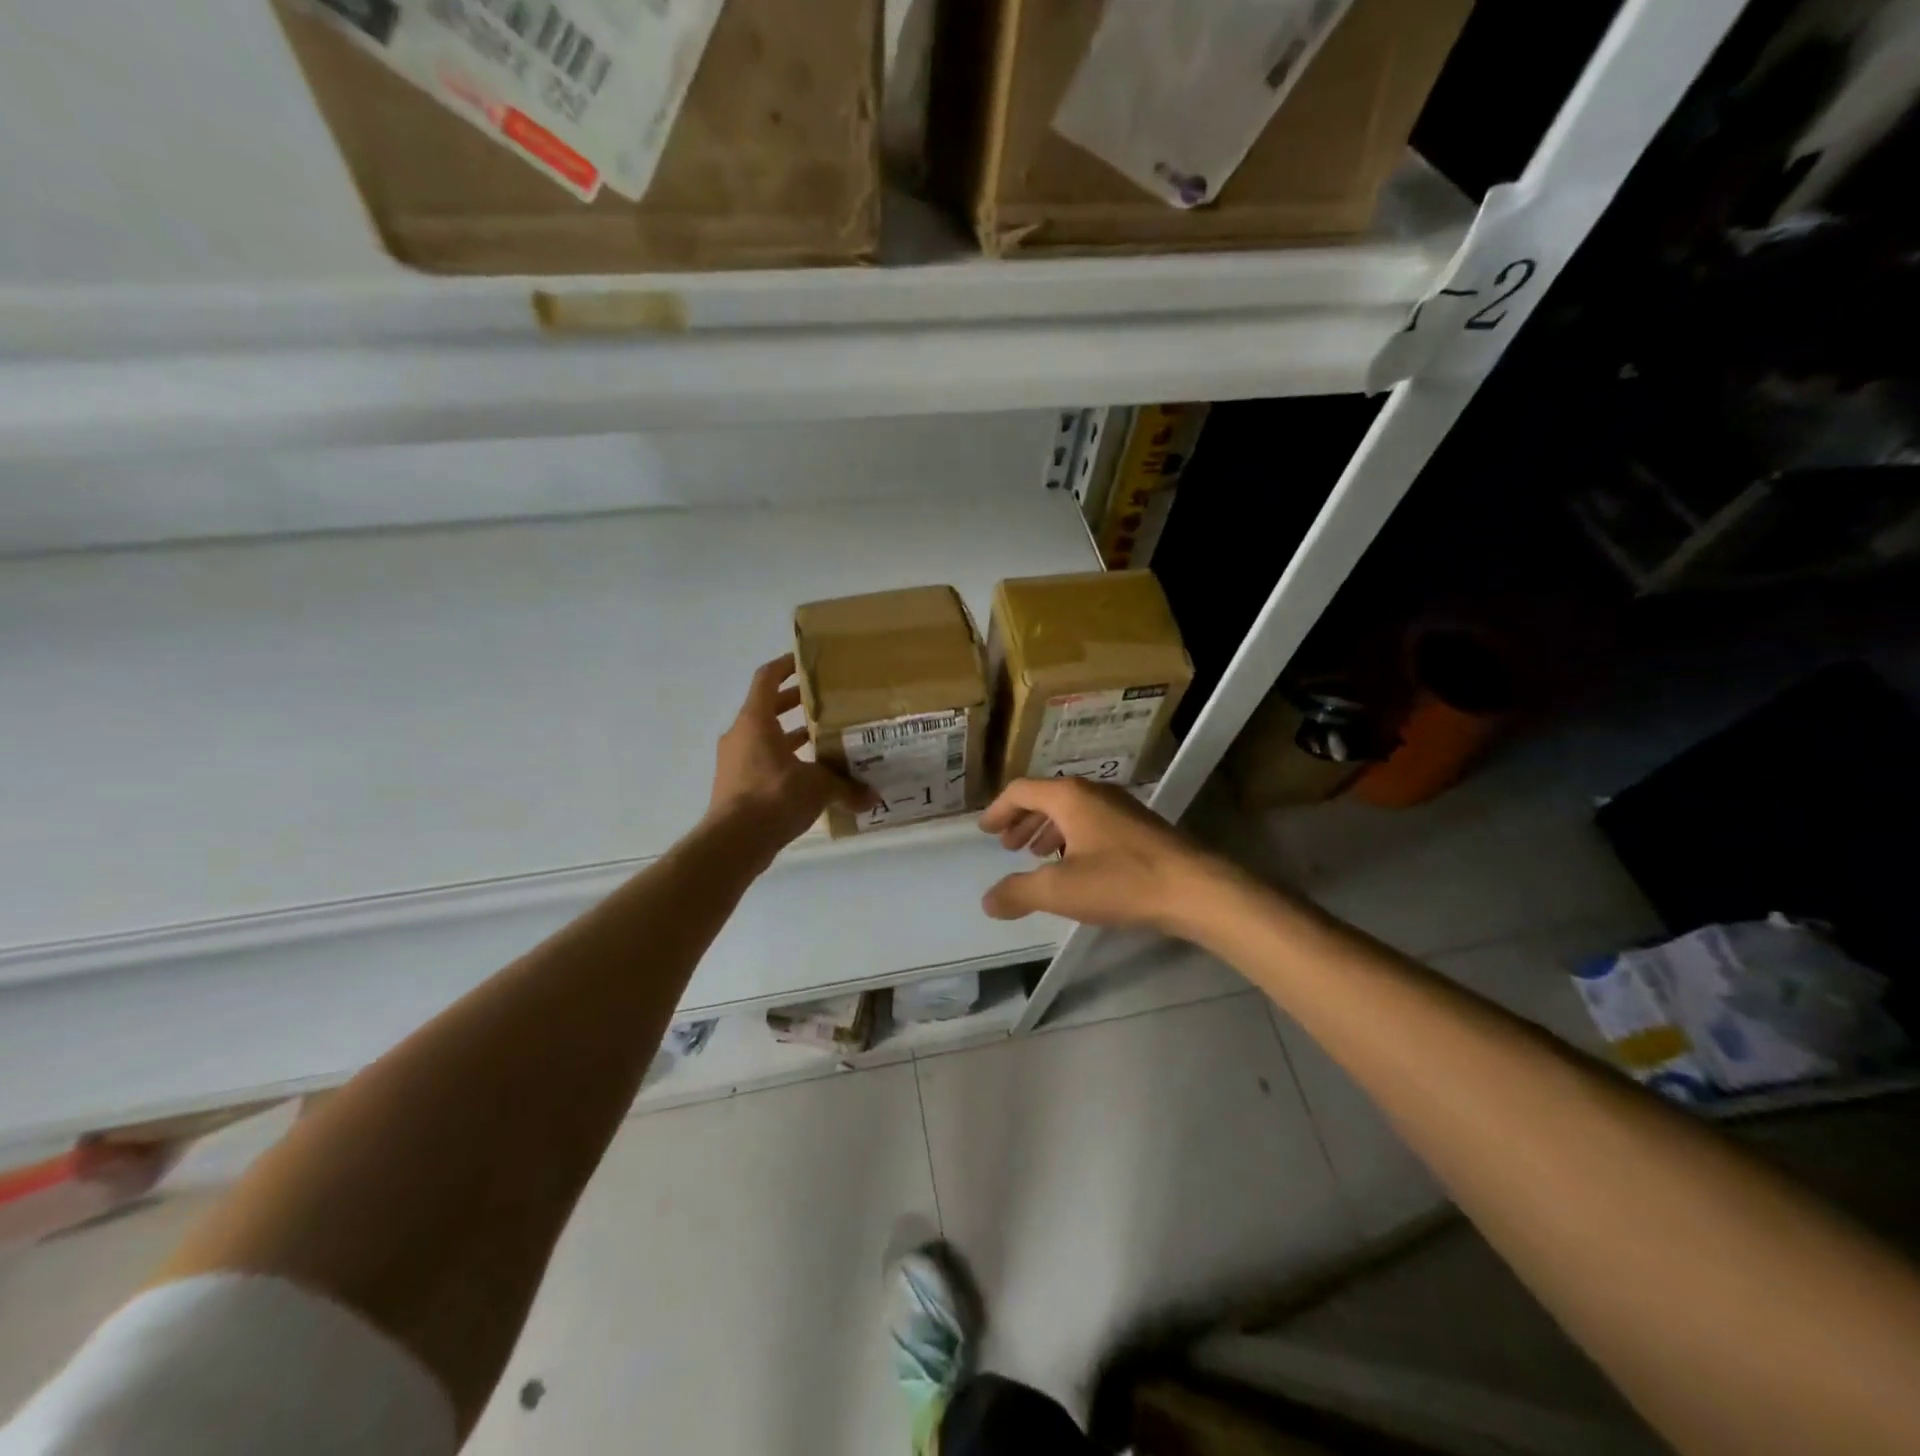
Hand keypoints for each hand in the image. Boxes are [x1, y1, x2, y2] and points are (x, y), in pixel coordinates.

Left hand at [708, 656, 873, 855]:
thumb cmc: (773, 797)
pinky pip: (763, 763)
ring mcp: (735, 762)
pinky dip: (785, 762)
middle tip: (825, 703)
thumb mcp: (818, 788)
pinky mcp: (737, 786)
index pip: (766, 679)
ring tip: (824, 740)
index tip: (806, 662)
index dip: (785, 666)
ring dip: (791, 736)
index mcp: (755, 721)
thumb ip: (846, 787)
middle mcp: (741, 736)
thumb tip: (874, 797)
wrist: (733, 843)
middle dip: (795, 703)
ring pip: (765, 738)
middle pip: (767, 708)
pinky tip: (811, 777)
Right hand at [978, 777, 1234, 933]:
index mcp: (1069, 797)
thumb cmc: (1121, 881)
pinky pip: (1093, 822)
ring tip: (1036, 855)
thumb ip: (1018, 893)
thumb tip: (988, 901)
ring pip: (1072, 810)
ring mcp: (1121, 807)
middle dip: (1023, 820)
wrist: (1195, 889)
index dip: (998, 810)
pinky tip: (1075, 865)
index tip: (984, 831)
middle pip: (1047, 797)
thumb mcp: (1059, 890)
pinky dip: (1072, 837)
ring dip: (1048, 829)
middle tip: (1007, 845)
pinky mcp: (1139, 826)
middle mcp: (1094, 792)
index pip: (1022, 791)